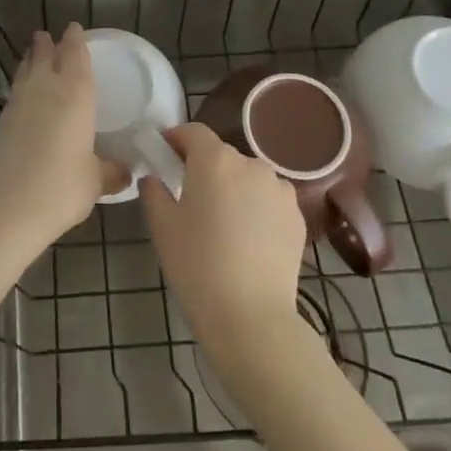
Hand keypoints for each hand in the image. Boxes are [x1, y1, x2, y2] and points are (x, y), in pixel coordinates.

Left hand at [0, 25, 129, 249]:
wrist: (5, 209)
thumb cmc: (60, 188)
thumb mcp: (94, 181)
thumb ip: (111, 172)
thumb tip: (127, 173)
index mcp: (75, 94)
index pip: (75, 56)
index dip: (75, 41)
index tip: (74, 28)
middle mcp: (45, 90)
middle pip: (45, 57)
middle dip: (48, 44)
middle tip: (48, 34)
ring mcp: (19, 105)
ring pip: (26, 72)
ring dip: (30, 60)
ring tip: (33, 53)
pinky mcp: (1, 124)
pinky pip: (16, 92)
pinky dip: (22, 85)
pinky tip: (24, 95)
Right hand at [141, 124, 307, 359]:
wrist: (251, 318)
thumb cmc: (197, 266)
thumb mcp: (162, 226)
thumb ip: (154, 191)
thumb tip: (154, 177)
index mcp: (215, 160)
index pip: (193, 132)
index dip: (176, 139)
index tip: (164, 155)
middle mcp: (251, 165)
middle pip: (221, 155)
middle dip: (204, 169)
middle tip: (189, 199)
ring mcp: (279, 190)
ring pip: (247, 178)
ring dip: (233, 188)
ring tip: (222, 223)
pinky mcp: (297, 216)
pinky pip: (268, 200)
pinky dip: (256, 208)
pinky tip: (247, 240)